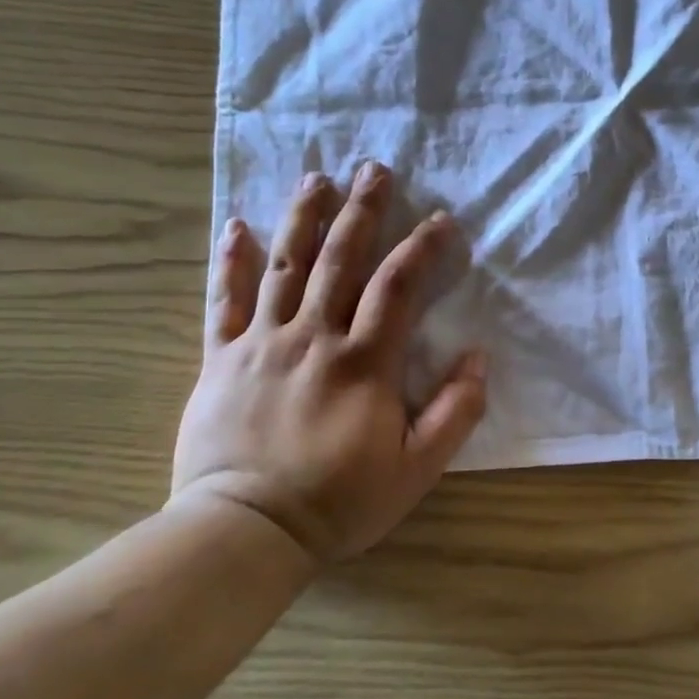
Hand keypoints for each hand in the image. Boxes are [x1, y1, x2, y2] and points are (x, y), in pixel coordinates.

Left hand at [170, 160, 487, 566]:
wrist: (247, 530)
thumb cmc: (340, 501)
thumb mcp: (417, 469)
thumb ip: (455, 412)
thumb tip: (478, 356)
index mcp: (365, 362)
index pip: (398, 287)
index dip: (422, 247)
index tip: (440, 218)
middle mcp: (314, 338)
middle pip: (340, 260)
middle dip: (361, 211)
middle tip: (373, 168)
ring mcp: (262, 343)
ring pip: (284, 266)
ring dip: (303, 218)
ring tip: (316, 177)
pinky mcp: (221, 359)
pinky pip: (224, 301)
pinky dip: (231, 261)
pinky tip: (236, 226)